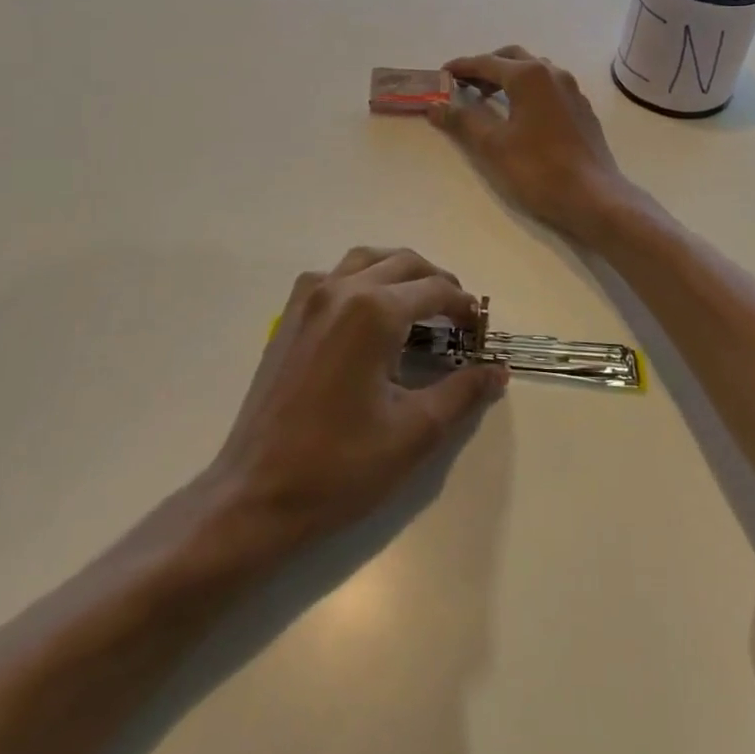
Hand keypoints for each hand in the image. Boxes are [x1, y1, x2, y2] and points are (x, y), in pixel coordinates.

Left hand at [210, 248, 507, 543]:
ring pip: (366, 259)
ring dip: (400, 272)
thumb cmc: (340, 465)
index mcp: (373, 311)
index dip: (466, 307)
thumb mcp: (414, 431)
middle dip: (438, 282)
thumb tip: (497, 371)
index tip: (481, 332)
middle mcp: (340, 290)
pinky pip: (334, 276)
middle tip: (459, 317)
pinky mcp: (289, 316)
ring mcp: (308, 299)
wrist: (257, 494)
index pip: (435, 290)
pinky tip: (372, 315)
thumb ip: (462, 392)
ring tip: (422, 304)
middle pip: (403, 263)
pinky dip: (364, 279)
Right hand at [430, 46, 636, 243]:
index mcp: (529, 76)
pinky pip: (549, 87)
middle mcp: (553, 73)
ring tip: (489, 99)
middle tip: (464, 86)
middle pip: (513, 58)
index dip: (461, 68)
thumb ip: (462, 121)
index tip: (442, 74)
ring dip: (509, 77)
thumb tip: (436, 106)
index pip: (486, 63)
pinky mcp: (582, 110)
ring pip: (534, 70)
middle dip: (486, 67)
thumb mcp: (492, 145)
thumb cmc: (538, 169)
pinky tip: (520, 115)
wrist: (594, 197)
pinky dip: (528, 90)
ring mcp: (572, 90)